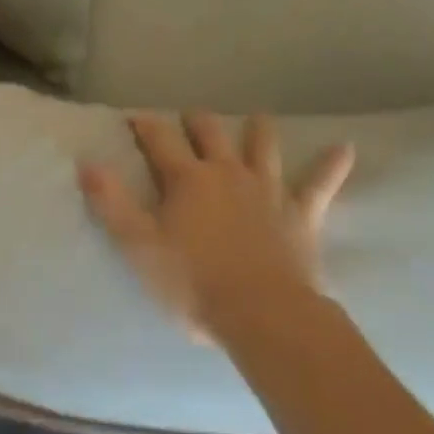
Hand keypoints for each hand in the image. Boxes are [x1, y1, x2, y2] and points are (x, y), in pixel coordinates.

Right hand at [78, 114, 353, 341]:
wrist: (262, 316)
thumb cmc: (194, 284)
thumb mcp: (140, 247)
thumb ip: (112, 203)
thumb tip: (87, 162)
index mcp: (187, 179)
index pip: (159, 139)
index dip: (145, 124)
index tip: (135, 117)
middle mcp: (227, 171)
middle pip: (210, 132)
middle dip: (197, 121)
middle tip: (190, 118)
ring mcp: (267, 189)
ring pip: (262, 146)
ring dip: (258, 130)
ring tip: (258, 117)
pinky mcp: (300, 213)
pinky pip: (320, 184)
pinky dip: (331, 165)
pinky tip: (346, 148)